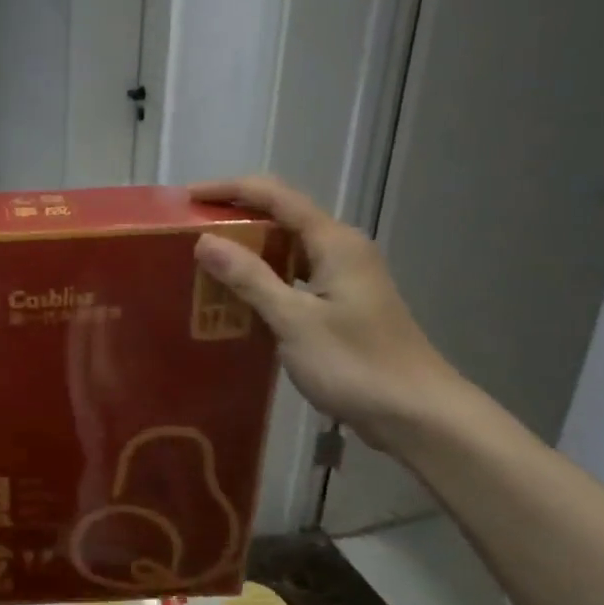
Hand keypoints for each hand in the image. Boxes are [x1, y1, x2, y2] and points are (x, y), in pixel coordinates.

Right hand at [189, 176, 464, 450]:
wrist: (417, 414)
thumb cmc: (355, 364)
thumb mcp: (294, 320)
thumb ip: (249, 277)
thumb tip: (205, 240)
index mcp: (334, 242)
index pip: (275, 195)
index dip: (229, 190)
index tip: (186, 198)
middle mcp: (341, 249)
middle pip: (282, 216)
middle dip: (235, 217)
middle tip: (188, 233)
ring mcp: (345, 277)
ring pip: (288, 248)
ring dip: (247, 250)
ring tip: (203, 261)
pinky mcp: (343, 303)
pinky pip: (294, 276)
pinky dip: (264, 278)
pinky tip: (237, 297)